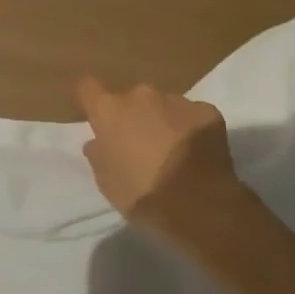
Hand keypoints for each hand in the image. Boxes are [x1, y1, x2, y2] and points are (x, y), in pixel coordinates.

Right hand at [74, 75, 241, 231]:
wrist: (199, 206)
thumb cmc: (142, 195)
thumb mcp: (106, 182)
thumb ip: (98, 154)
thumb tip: (98, 142)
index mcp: (110, 111)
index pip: (87, 87)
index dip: (89, 100)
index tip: (94, 117)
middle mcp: (141, 96)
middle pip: (130, 99)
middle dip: (133, 116)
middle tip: (139, 145)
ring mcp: (177, 101)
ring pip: (163, 105)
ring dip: (163, 121)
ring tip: (172, 152)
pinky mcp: (207, 111)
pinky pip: (192, 115)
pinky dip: (191, 128)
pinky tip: (196, 153)